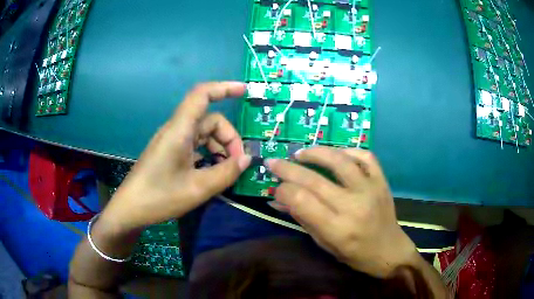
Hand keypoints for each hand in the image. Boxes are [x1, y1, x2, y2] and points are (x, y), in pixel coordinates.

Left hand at [100, 82, 251, 232]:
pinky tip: (213, 172)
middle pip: (210, 120)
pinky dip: (209, 154)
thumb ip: (226, 173)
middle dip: (229, 137)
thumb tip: (247, 159)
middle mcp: (176, 130)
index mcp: (180, 130)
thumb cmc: (159, 197)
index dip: (224, 88)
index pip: (201, 95)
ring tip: (228, 170)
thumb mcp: (198, 189)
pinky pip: (195, 145)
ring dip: (220, 147)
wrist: (131, 208)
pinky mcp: (170, 152)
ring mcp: (172, 141)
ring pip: (204, 133)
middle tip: (238, 163)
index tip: (244, 91)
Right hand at [266, 147, 417, 277]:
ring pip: (339, 161)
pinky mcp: (382, 181)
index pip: (301, 200)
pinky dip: (348, 151)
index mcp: (337, 228)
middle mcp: (354, 206)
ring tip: (301, 153)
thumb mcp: (324, 243)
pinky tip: (336, 154)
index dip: (283, 190)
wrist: (389, 250)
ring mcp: (370, 190)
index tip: (276, 188)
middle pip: (314, 179)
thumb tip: (277, 199)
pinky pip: (365, 156)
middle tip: (274, 162)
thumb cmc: (354, 254)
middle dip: (288, 168)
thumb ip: (302, 218)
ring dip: (316, 152)